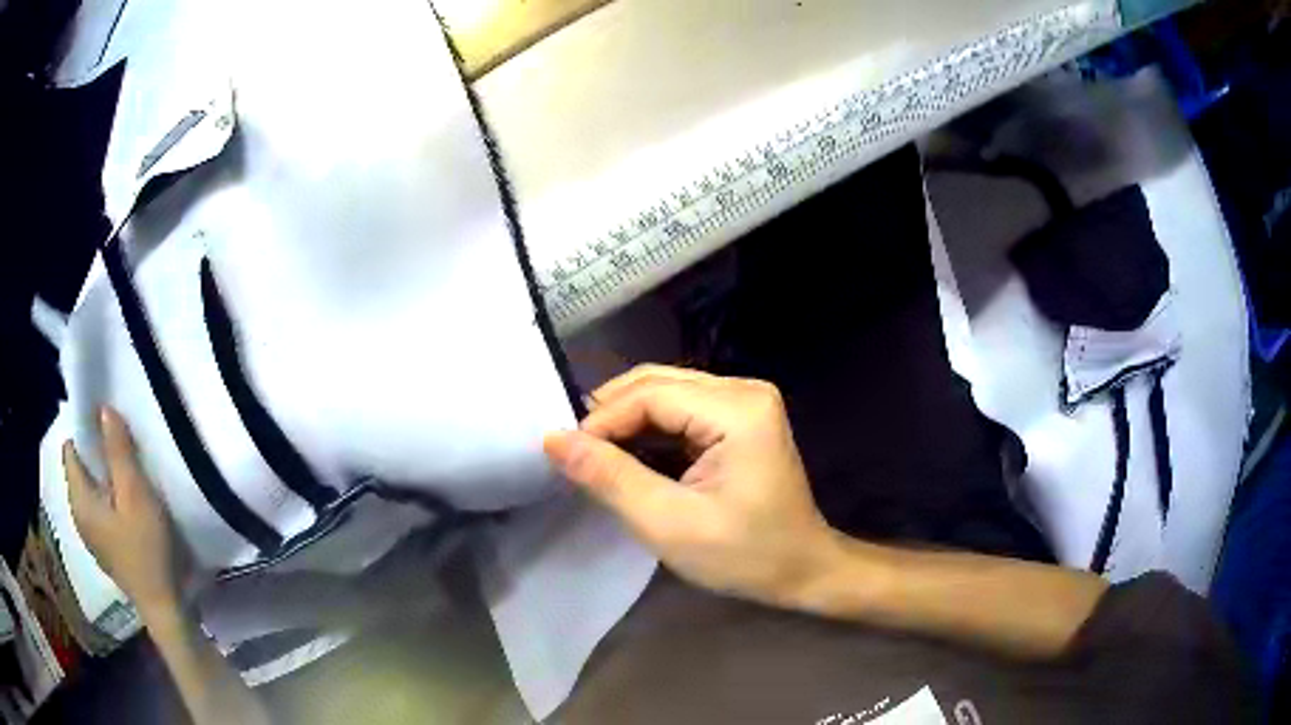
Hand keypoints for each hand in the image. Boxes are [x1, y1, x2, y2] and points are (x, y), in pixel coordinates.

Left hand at [64, 408, 192, 618]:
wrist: (164, 607)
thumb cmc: (146, 548)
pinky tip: (126, 507)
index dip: (85, 430)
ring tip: (126, 475)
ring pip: (89, 490)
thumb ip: (118, 450)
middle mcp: (77, 515)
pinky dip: (107, 498)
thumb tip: (103, 408)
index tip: (107, 424)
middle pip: (79, 469)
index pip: (70, 449)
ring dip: (103, 477)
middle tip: (122, 448)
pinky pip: (97, 509)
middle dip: (96, 453)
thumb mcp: (135, 494)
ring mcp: (89, 535)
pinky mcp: (103, 548)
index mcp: (79, 499)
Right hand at [544, 365, 838, 608]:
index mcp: (737, 409)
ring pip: (664, 393)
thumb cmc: (745, 555)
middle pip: (656, 384)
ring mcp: (743, 402)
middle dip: (610, 416)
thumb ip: (611, 478)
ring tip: (592, 457)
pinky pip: (680, 411)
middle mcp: (743, 390)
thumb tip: (554, 439)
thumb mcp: (670, 523)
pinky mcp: (738, 418)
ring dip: (625, 423)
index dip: (601, 420)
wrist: (802, 570)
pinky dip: (647, 431)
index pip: (650, 394)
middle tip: (573, 453)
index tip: (565, 455)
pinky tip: (626, 457)